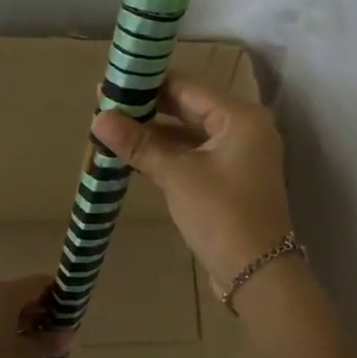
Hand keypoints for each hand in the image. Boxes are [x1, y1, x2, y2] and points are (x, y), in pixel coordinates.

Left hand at [0, 274, 73, 357]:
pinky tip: (0, 354)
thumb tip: (69, 336)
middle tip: (48, 334)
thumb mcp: (30, 357)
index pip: (37, 283)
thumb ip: (50, 341)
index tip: (66, 314)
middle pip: (13, 294)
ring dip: (11, 322)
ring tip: (25, 347)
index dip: (56, 296)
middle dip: (33, 311)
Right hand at [93, 75, 294, 289]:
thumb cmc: (221, 215)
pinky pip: (194, 156)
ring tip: (112, 130)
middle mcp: (245, 129)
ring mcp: (239, 156)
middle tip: (104, 106)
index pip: (187, 86)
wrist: (257, 274)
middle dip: (148, 108)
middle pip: (189, 107)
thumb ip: (139, 144)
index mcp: (240, 117)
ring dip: (154, 134)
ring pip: (190, 134)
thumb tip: (98, 118)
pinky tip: (134, 157)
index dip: (147, 83)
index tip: (110, 84)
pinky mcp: (230, 180)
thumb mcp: (177, 176)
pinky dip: (168, 155)